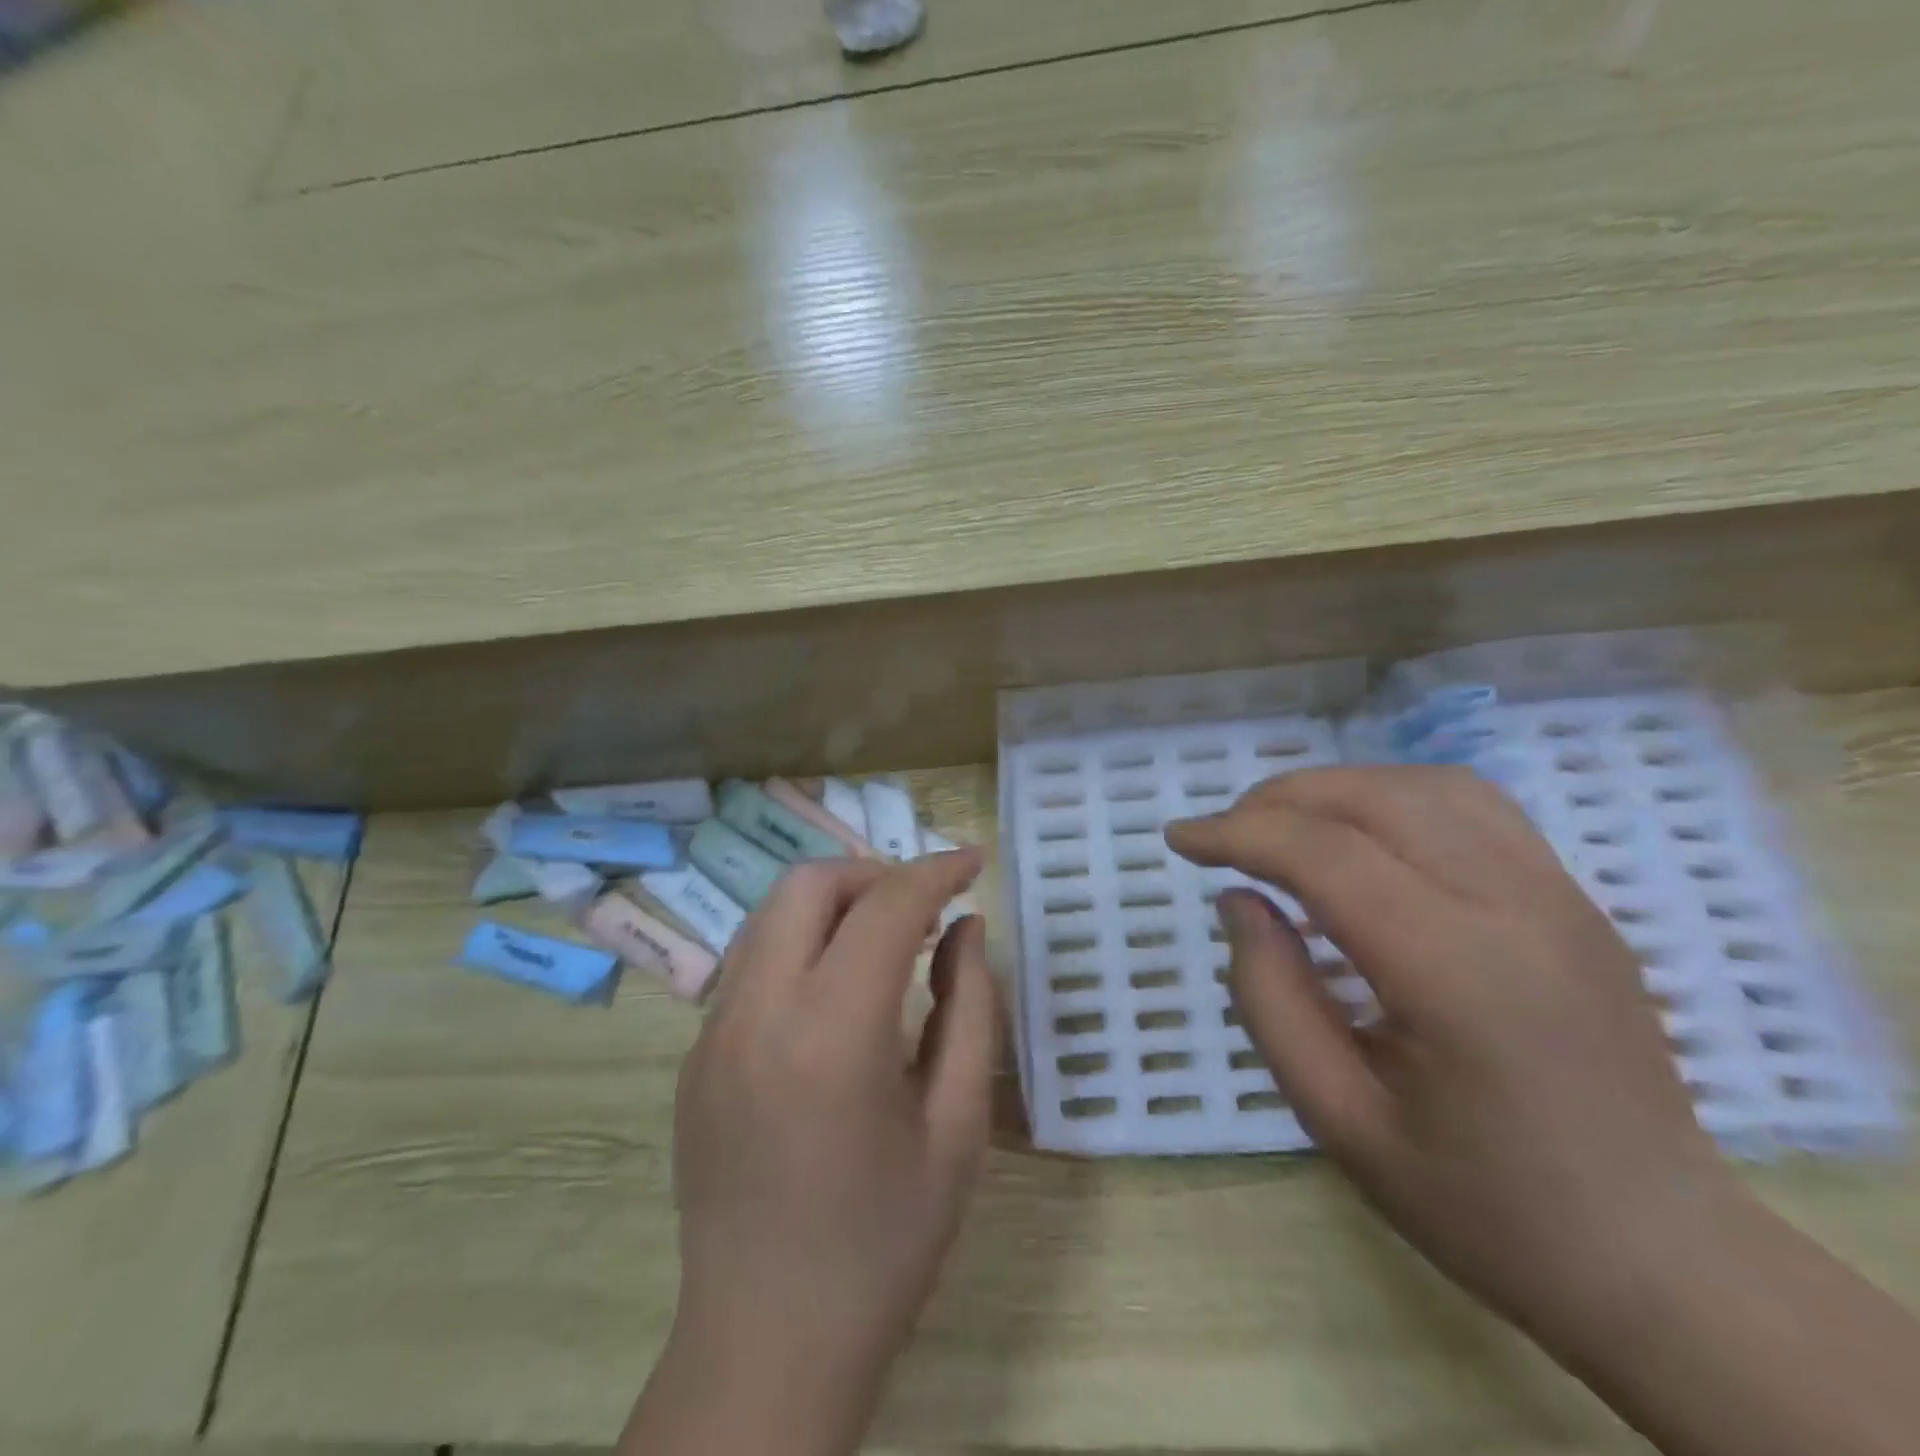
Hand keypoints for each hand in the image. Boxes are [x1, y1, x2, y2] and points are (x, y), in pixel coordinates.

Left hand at [630, 851, 997, 1455]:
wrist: (767, 1342)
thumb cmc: (885, 1242)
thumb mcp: (956, 1125)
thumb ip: (970, 1007)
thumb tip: (966, 928)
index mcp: (831, 1033)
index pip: (886, 906)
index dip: (936, 870)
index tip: (974, 862)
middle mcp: (757, 1012)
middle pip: (809, 884)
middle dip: (874, 874)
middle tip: (924, 906)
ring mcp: (712, 1031)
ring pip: (772, 915)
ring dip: (834, 904)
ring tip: (887, 941)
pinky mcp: (694, 1055)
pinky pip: (752, 963)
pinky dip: (802, 945)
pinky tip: (836, 993)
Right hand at [1166, 766, 1743, 1353]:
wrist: (1660, 1257)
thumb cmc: (1483, 1205)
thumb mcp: (1338, 1119)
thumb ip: (1270, 996)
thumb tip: (1239, 899)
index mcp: (1459, 974)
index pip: (1325, 856)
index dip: (1237, 834)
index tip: (1179, 839)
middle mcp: (1518, 909)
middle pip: (1374, 799)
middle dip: (1277, 801)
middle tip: (1223, 837)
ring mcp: (1559, 895)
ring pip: (1425, 786)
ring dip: (1335, 790)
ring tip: (1282, 828)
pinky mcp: (1574, 899)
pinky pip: (1472, 806)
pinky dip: (1394, 796)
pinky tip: (1361, 835)